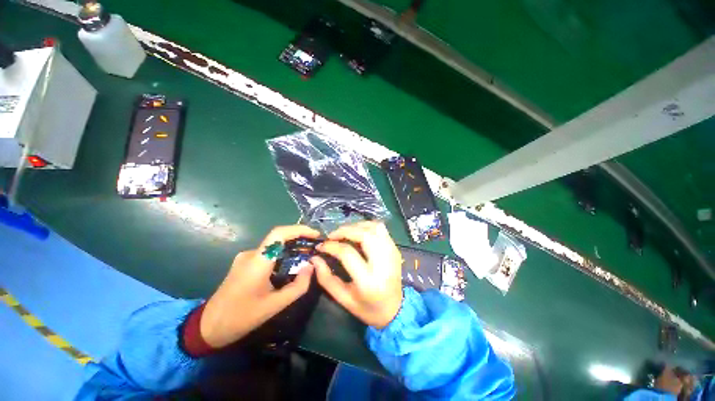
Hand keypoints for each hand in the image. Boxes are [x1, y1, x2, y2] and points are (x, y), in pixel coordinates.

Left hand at [200, 225, 319, 347]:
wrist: (208, 327)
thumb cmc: (241, 317)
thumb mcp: (275, 306)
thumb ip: (297, 286)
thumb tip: (311, 266)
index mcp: (257, 262)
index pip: (279, 233)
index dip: (299, 229)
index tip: (315, 235)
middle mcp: (251, 254)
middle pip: (279, 238)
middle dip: (300, 239)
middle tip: (315, 247)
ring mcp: (246, 257)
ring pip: (275, 246)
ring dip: (292, 248)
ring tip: (307, 257)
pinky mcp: (245, 262)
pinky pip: (268, 253)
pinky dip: (283, 254)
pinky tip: (290, 265)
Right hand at [312, 222, 402, 328]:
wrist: (396, 310)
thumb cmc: (367, 308)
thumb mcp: (344, 299)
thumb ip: (326, 278)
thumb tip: (315, 258)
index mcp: (369, 281)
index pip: (347, 253)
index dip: (331, 246)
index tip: (320, 246)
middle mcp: (384, 263)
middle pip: (364, 235)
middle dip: (344, 231)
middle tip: (332, 236)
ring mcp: (392, 253)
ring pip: (374, 227)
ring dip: (357, 226)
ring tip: (344, 233)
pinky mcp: (395, 249)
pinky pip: (381, 229)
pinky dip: (367, 226)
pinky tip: (358, 233)